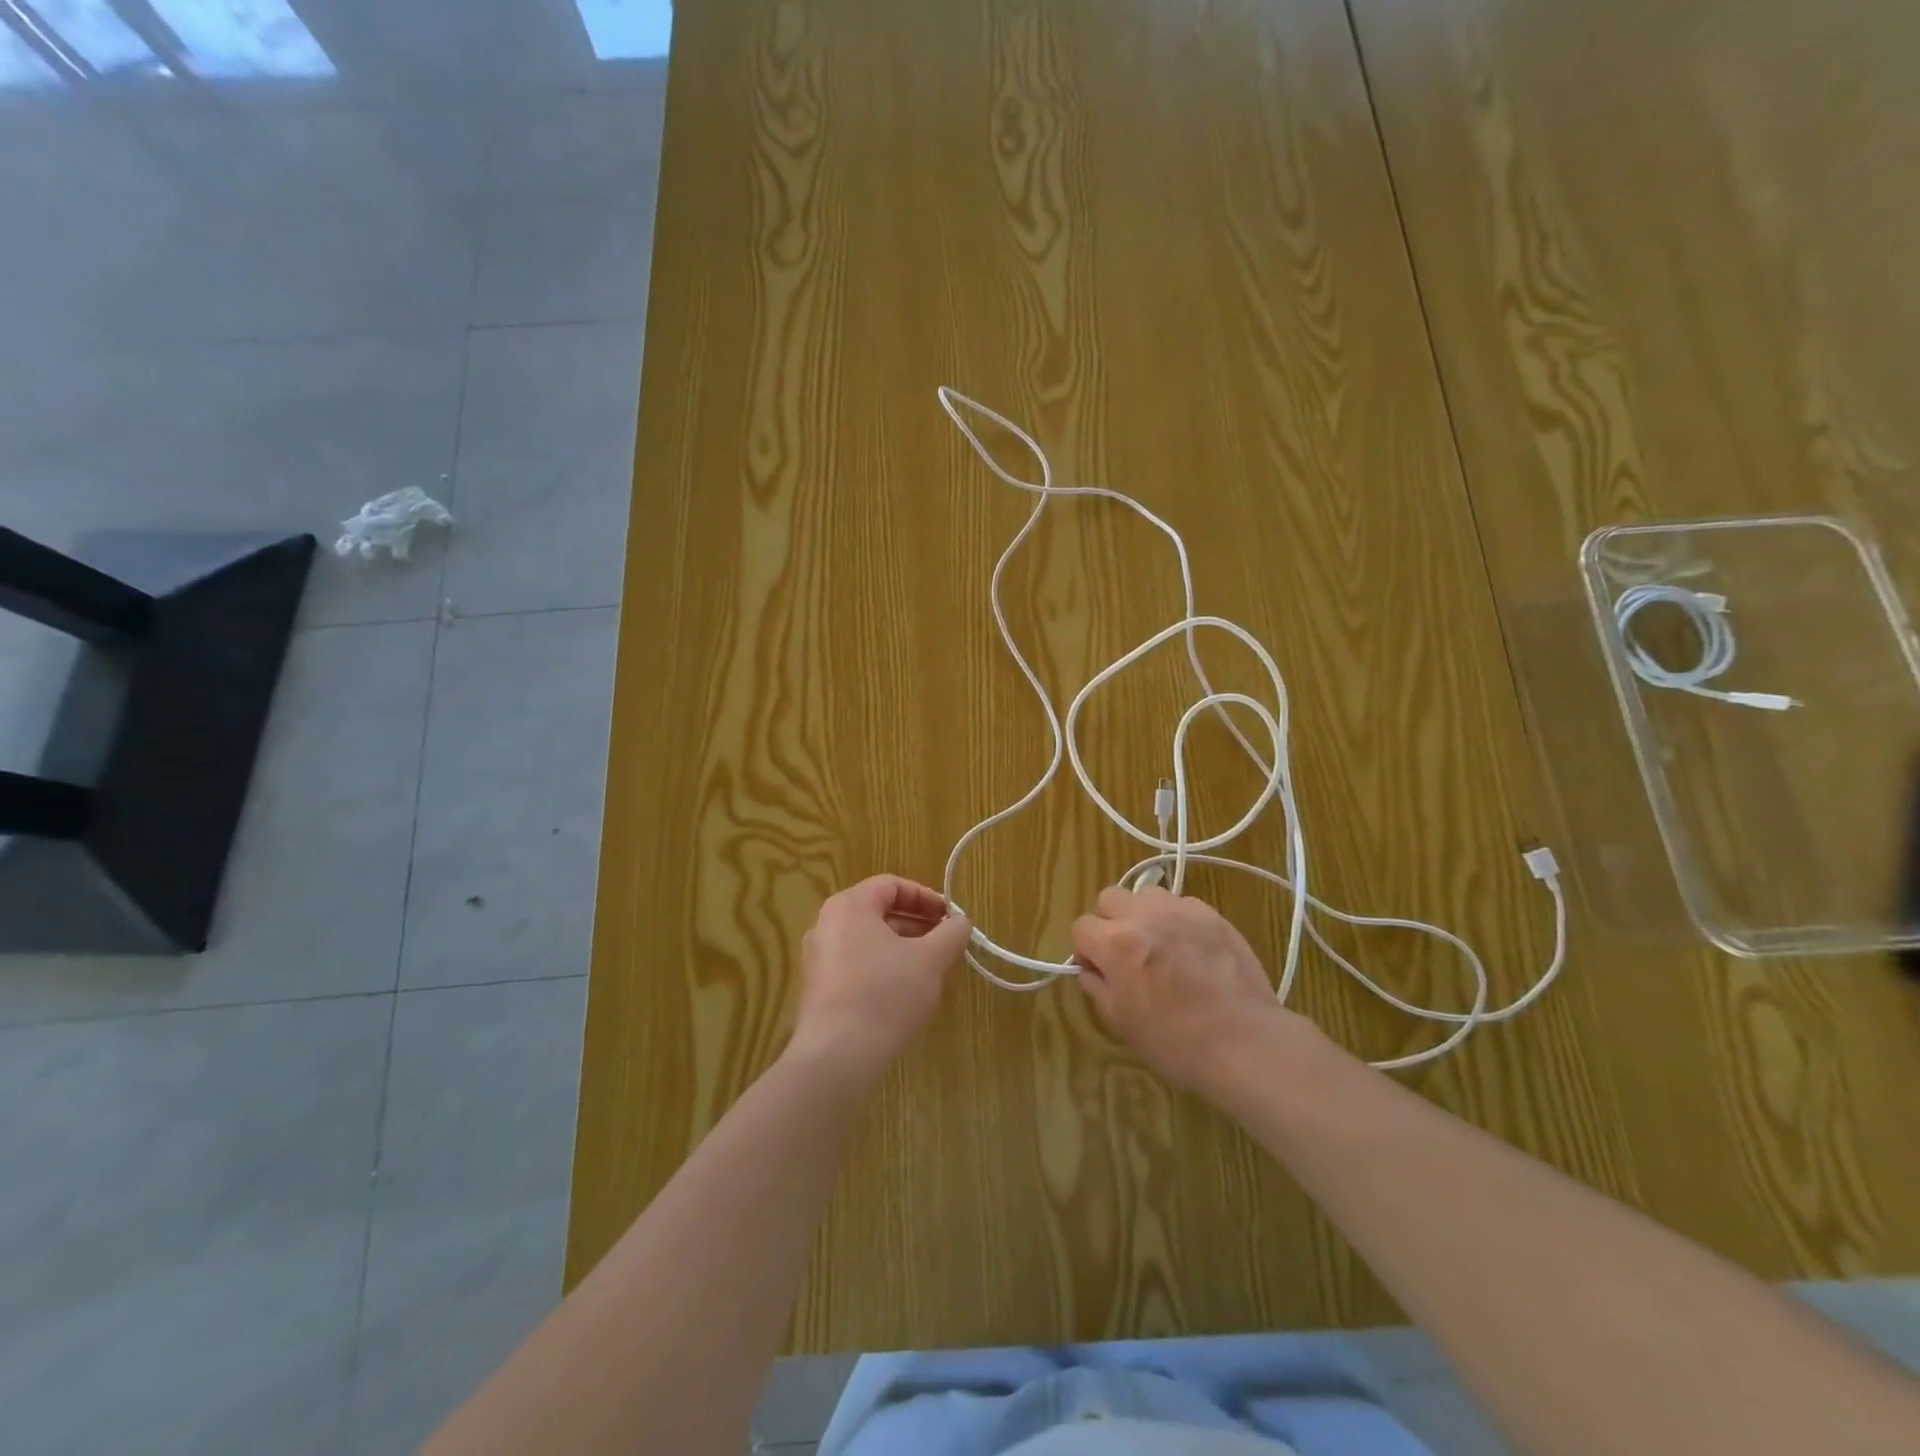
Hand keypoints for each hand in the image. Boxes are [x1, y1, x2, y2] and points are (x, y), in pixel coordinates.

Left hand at [790, 875, 971, 1090]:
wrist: (837, 1056)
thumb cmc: (886, 994)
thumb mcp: (930, 960)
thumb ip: (951, 933)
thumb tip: (962, 921)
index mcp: (849, 905)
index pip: (892, 885)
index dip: (926, 898)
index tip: (951, 919)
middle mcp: (826, 924)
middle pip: (879, 912)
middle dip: (917, 926)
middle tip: (945, 945)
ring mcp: (817, 958)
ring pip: (868, 941)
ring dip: (902, 949)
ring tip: (929, 972)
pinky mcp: (817, 989)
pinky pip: (855, 965)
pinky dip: (882, 969)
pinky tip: (903, 996)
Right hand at [1072, 885, 1294, 1099]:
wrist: (1243, 1041)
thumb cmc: (1175, 1041)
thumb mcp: (1121, 1022)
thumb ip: (1097, 987)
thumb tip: (1090, 970)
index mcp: (1116, 943)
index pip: (1081, 927)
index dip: (1085, 950)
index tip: (1099, 971)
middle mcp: (1144, 916)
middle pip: (1109, 898)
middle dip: (1109, 922)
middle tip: (1125, 953)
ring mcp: (1181, 910)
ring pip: (1147, 894)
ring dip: (1143, 914)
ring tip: (1160, 945)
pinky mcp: (1213, 915)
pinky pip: (1183, 904)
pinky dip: (1178, 920)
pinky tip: (1192, 949)